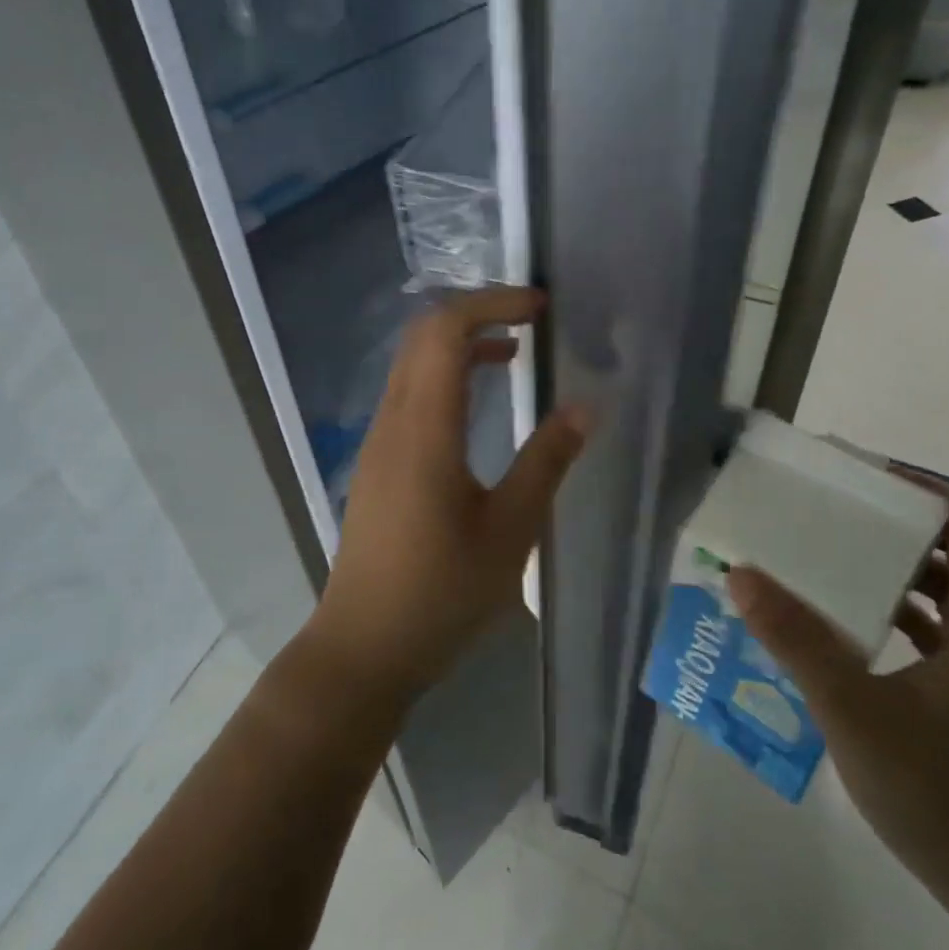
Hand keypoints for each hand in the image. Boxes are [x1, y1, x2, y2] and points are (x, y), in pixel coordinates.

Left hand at [308, 287, 589, 703]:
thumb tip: (585, 407)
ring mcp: (378, 442)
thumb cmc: (441, 593)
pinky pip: (408, 395)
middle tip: (532, 321)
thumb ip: (546, 462)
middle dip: (476, 313)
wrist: (364, 646)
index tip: (539, 307)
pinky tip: (477, 407)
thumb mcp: (509, 531)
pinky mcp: (376, 463)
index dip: (491, 303)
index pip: (445, 331)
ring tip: (515, 355)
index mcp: (424, 429)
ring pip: (412, 365)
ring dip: (459, 345)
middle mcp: (392, 422)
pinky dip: (444, 377)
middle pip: (422, 337)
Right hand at [726, 470, 948, 919]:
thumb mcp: (855, 711)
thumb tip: (742, 574)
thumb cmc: (945, 796)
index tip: (863, 478)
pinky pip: (940, 639)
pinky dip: (898, 619)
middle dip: (894, 527)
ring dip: (893, 575)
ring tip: (829, 562)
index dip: (923, 490)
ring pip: (947, 601)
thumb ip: (797, 640)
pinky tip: (847, 632)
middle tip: (830, 514)